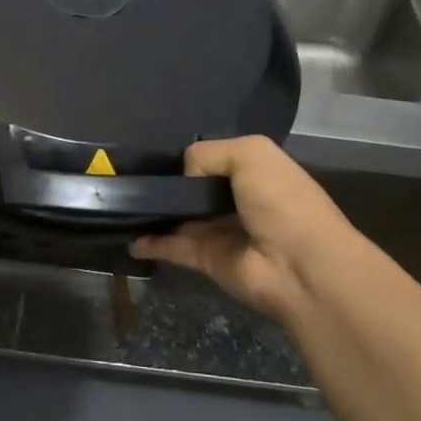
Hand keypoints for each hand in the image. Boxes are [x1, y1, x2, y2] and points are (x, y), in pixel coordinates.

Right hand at [130, 136, 351, 323]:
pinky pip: (172, 246)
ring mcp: (221, 232)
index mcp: (255, 171)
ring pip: (180, 217)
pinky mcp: (207, 260)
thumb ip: (207, 154)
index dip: (191, 156)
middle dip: (168, 182)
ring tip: (121, 202)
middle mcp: (237, 200)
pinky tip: (128, 235)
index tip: (159, 153)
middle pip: (194, 188)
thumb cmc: (282, 201)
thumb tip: (182, 177)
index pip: (216, 159)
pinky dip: (150, 242)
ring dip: (155, 212)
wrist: (299, 266)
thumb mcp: (251, 154)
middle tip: (132, 176)